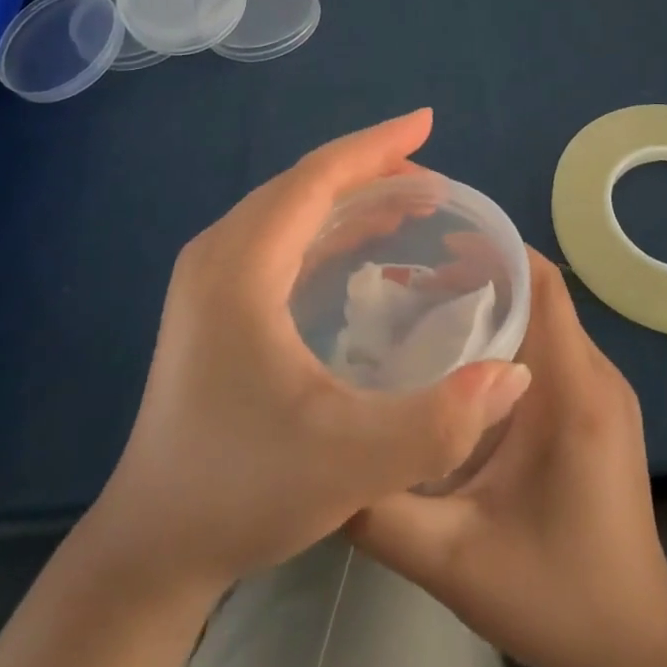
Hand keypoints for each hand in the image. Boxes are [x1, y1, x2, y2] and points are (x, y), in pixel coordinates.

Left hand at [94, 109, 533, 595]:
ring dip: (351, 196)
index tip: (428, 121)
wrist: (154, 545)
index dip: (376, 145)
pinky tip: (365, 244)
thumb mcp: (353, 462)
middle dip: (371, 168)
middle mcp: (219, 254)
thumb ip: (440, 421)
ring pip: (290, 207)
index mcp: (240, 267)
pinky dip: (329, 225)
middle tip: (435, 180)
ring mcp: (210, 277)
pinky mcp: (214, 301)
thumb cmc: (244, 490)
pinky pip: (280, 236)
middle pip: (303, 183)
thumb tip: (513, 373)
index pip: (316, 177)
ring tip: (412, 202)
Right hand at [348, 249, 666, 666]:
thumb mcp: (452, 559)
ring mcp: (606, 393)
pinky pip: (555, 350)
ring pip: (548, 321)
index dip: (494, 250)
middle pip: (541, 295)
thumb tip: (326, 456)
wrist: (635, 650)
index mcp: (574, 391)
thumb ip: (382, 510)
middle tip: (412, 285)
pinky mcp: (602, 412)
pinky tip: (463, 368)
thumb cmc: (552, 596)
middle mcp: (598, 376)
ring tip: (428, 315)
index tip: (435, 244)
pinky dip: (512, 338)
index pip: (543, 284)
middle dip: (480, 277)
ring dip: (494, 307)